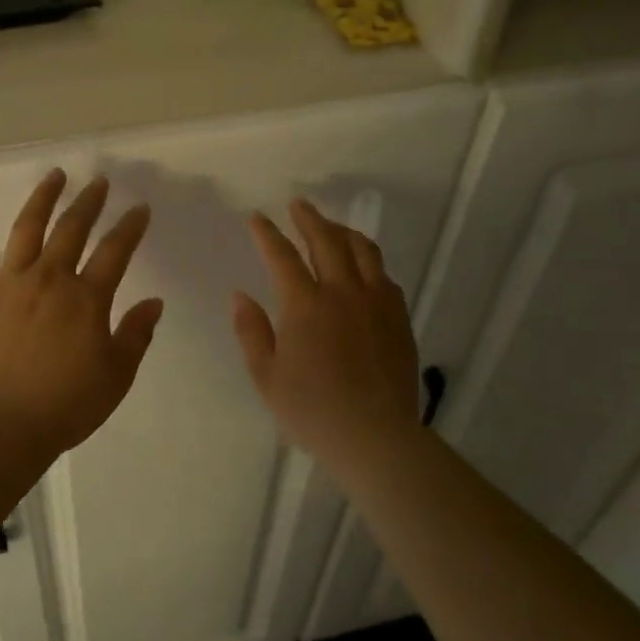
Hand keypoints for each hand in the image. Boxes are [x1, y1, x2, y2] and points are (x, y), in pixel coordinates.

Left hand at [0, 170, 163, 457]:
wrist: (2, 426)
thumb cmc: (66, 405)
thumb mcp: (116, 376)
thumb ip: (136, 335)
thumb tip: (154, 301)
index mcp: (86, 299)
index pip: (115, 251)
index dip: (130, 227)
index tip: (139, 208)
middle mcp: (49, 279)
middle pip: (72, 229)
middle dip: (89, 202)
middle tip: (98, 182)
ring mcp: (9, 284)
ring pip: (27, 229)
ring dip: (42, 198)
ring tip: (54, 176)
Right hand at [232, 200, 421, 474]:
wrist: (374, 435)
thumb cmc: (311, 409)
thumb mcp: (266, 375)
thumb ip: (251, 331)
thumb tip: (240, 295)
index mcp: (305, 305)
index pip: (282, 256)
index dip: (268, 233)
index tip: (257, 217)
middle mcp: (343, 292)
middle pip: (327, 240)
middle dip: (310, 218)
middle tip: (298, 205)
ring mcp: (376, 302)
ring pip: (363, 250)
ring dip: (343, 231)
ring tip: (332, 227)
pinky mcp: (399, 317)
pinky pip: (384, 275)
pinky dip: (368, 260)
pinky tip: (362, 266)